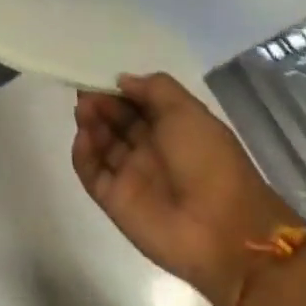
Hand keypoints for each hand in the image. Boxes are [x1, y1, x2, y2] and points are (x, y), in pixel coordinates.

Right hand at [72, 73, 301, 305]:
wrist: (221, 230)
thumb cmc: (208, 161)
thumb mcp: (188, 112)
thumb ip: (154, 89)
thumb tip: (122, 81)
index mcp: (175, 129)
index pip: (139, 103)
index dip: (120, 90)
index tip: (100, 76)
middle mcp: (151, 150)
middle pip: (117, 121)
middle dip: (101, 103)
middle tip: (85, 92)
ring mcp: (131, 176)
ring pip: (102, 143)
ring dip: (90, 123)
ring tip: (84, 109)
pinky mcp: (114, 200)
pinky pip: (91, 171)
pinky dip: (83, 153)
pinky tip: (84, 136)